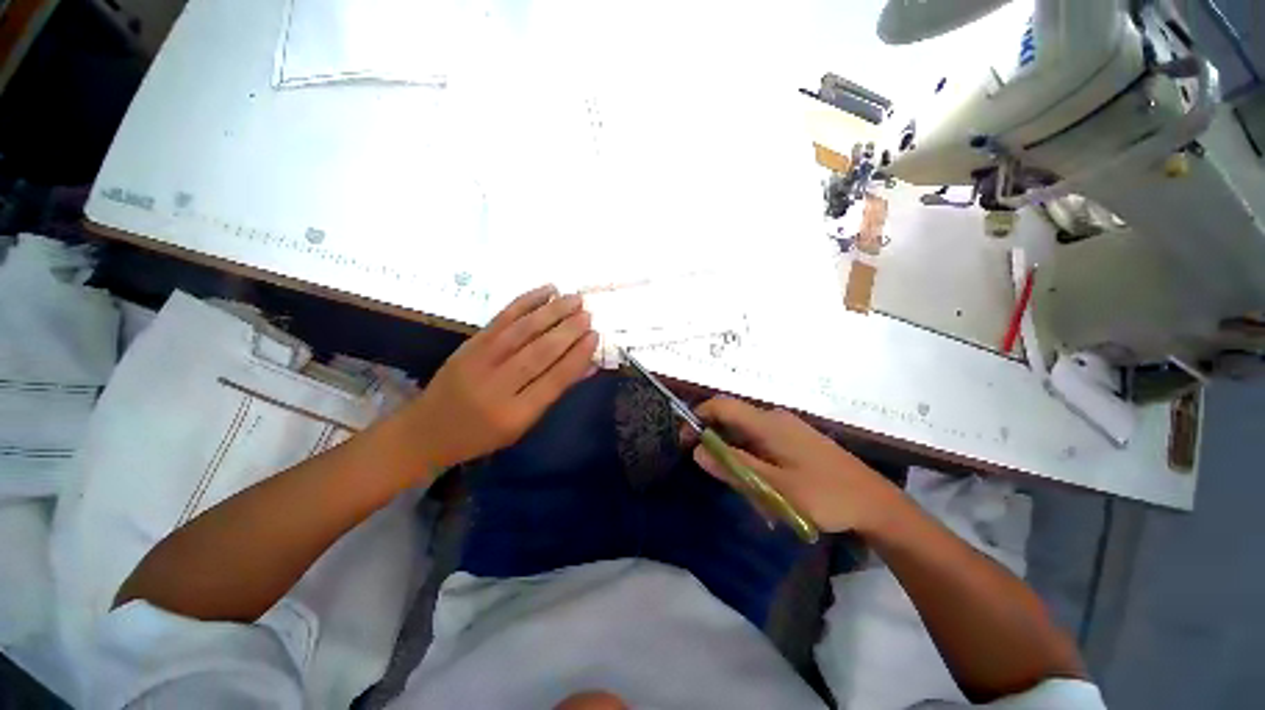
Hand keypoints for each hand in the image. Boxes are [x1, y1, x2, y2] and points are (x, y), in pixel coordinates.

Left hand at [405, 285, 597, 472]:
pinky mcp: (469, 344)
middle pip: (539, 352)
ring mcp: (479, 361)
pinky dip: (526, 301)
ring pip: (522, 331)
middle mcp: (497, 386)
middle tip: (588, 314)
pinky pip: (502, 318)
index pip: (554, 380)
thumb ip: (555, 392)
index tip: (595, 336)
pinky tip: (546, 291)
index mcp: (515, 414)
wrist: (427, 431)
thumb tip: (588, 365)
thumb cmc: (482, 435)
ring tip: (575, 299)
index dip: (577, 356)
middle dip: (568, 330)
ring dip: (552, 312)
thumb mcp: (523, 425)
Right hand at [687, 397, 900, 533]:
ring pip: (747, 436)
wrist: (875, 503)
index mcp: (767, 424)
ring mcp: (787, 428)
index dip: (698, 417)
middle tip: (725, 480)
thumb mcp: (774, 487)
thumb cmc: (825, 496)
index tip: (686, 442)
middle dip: (720, 447)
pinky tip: (769, 489)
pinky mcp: (795, 439)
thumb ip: (734, 467)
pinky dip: (754, 461)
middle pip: (732, 421)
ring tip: (754, 494)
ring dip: (739, 459)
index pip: (721, 405)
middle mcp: (774, 419)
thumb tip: (697, 451)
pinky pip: (762, 443)